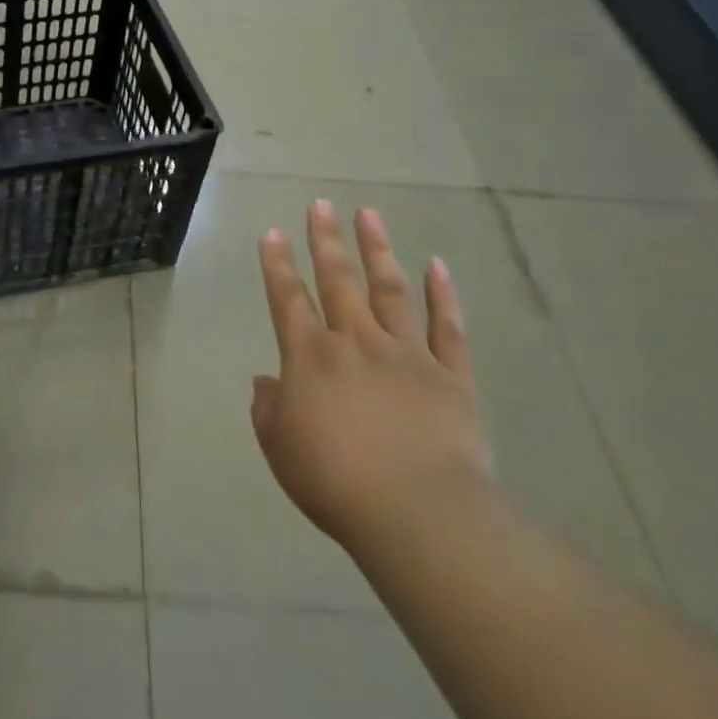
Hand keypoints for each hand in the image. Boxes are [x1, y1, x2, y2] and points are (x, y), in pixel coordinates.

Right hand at [252, 201, 494, 562]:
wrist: (418, 514)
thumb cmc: (335, 482)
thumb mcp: (280, 448)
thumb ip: (269, 408)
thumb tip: (267, 381)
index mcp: (310, 357)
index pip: (287, 299)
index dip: (277, 265)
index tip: (273, 232)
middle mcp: (355, 342)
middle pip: (337, 280)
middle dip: (325, 240)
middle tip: (320, 204)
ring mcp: (407, 354)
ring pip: (389, 290)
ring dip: (377, 250)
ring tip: (368, 215)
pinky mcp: (450, 376)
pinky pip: (446, 328)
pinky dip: (443, 296)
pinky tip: (437, 265)